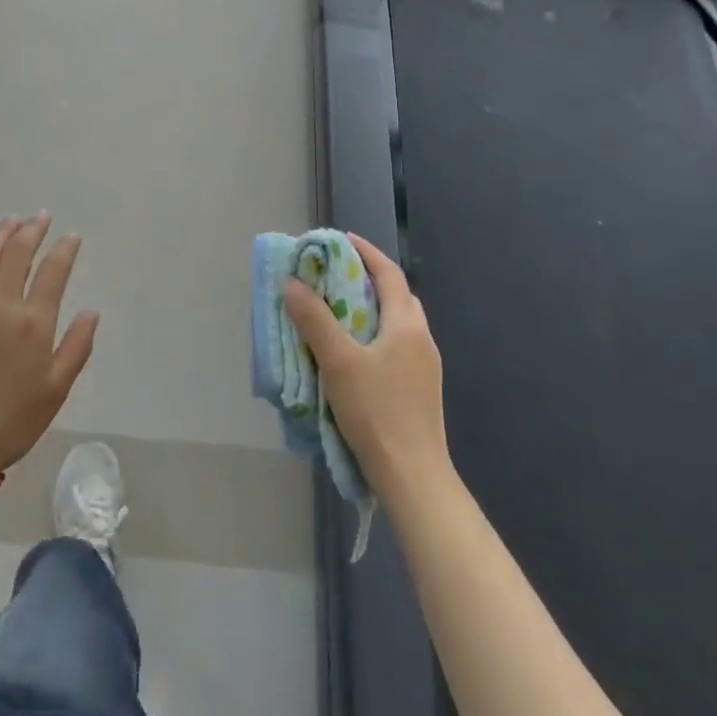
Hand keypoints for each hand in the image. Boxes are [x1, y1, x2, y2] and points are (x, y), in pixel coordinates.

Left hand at [0, 214, 98, 473]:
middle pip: (17, 253)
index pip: (53, 271)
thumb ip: (77, 346)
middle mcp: (1, 304)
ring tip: (11, 222)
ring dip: (0, 235)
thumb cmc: (12, 421)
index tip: (71, 237)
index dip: (65, 249)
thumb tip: (91, 311)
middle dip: (32, 230)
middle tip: (41, 217)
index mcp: (33, 322)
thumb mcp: (57, 389)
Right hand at [284, 233, 448, 502]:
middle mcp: (421, 339)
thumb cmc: (376, 412)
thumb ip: (315, 320)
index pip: (389, 274)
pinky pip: (396, 346)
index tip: (341, 240)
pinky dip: (374, 334)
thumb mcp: (338, 361)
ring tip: (338, 309)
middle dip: (367, 278)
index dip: (366, 252)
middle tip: (334, 273)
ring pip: (396, 323)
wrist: (413, 476)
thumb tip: (293, 284)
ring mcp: (424, 367)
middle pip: (397, 296)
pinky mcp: (419, 389)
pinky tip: (353, 352)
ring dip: (370, 308)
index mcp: (407, 325)